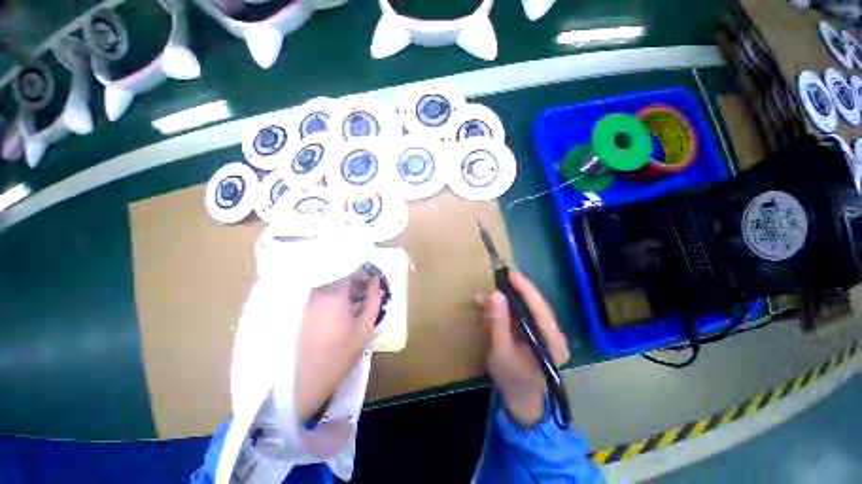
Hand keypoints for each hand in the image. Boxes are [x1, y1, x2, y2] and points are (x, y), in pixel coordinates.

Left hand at [294, 271, 382, 421]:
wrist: (307, 380)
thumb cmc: (341, 354)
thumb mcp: (364, 327)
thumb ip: (373, 300)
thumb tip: (376, 282)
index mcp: (334, 295)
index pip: (351, 273)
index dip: (364, 275)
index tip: (372, 282)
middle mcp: (318, 293)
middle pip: (339, 277)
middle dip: (354, 281)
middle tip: (366, 292)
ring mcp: (307, 302)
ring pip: (329, 285)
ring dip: (343, 288)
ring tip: (355, 301)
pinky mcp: (302, 311)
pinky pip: (321, 295)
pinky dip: (333, 296)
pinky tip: (340, 309)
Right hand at [478, 271, 569, 425]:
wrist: (521, 401)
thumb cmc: (512, 380)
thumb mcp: (501, 351)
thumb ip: (498, 323)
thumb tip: (495, 294)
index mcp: (551, 341)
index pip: (539, 307)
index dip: (525, 287)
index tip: (510, 272)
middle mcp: (552, 334)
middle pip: (534, 304)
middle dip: (513, 292)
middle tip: (495, 281)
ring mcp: (544, 333)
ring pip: (526, 308)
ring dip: (505, 302)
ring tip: (485, 300)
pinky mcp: (534, 333)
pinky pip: (520, 315)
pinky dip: (504, 311)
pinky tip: (490, 312)